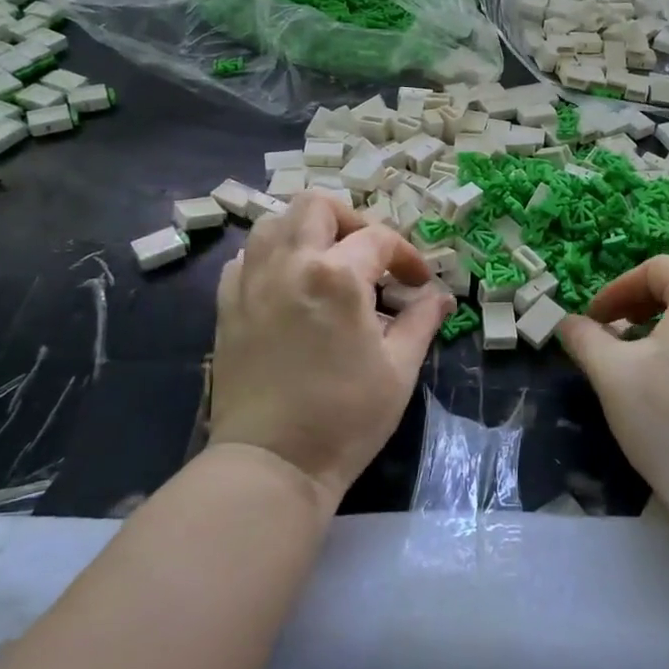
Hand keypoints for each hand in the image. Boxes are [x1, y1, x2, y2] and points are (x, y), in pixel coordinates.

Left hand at [209, 192, 452, 507]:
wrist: (273, 463)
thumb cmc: (345, 417)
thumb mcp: (399, 369)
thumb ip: (421, 321)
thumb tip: (440, 297)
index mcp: (337, 276)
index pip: (378, 239)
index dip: (407, 256)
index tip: (418, 283)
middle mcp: (290, 264)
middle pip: (316, 206)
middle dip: (350, 220)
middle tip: (368, 255)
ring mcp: (252, 282)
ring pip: (273, 222)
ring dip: (306, 231)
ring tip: (327, 262)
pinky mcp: (227, 306)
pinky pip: (246, 258)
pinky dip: (270, 257)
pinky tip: (288, 284)